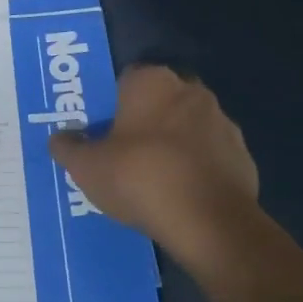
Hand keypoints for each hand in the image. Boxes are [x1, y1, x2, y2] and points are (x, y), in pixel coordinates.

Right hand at [48, 65, 258, 261]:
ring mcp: (222, 122)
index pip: (125, 80)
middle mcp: (190, 90)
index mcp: (152, 81)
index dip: (111, 104)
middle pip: (159, 100)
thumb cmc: (140, 177)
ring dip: (174, 143)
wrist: (209, 222)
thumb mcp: (87, 167)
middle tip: (123, 152)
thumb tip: (59, 138)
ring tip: (154, 177)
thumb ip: (68, 148)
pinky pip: (210, 155)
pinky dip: (197, 168)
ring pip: (188, 126)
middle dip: (144, 120)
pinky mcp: (243, 155)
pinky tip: (181, 194)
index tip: (101, 130)